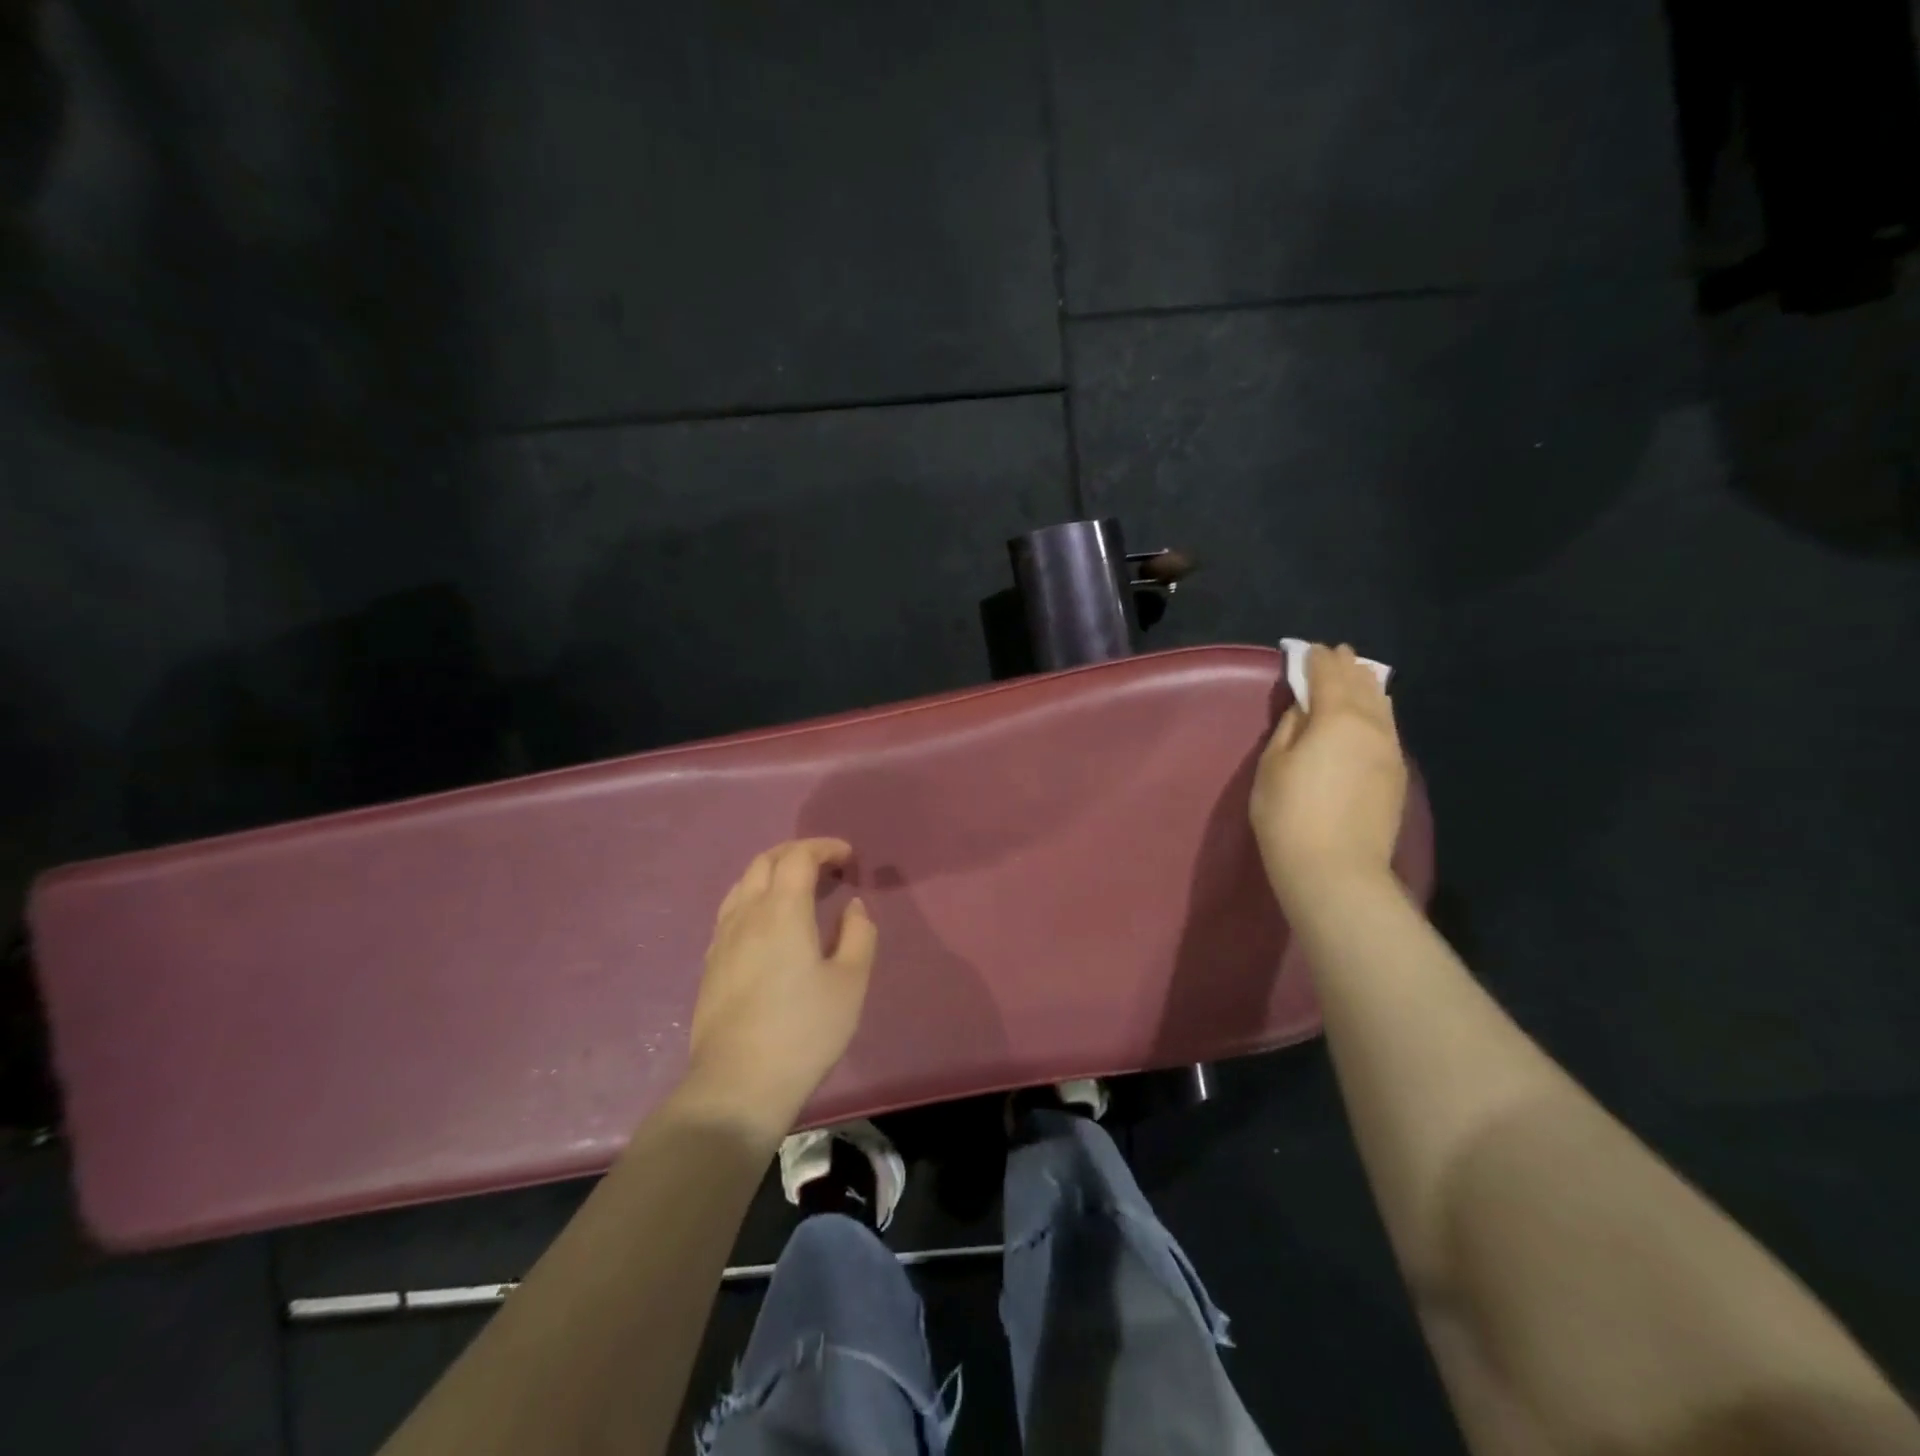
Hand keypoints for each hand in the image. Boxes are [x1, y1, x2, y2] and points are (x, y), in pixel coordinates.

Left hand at [683, 838, 876, 1138]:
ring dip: (773, 871)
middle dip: (798, 852)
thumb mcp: (851, 983)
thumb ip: (858, 935)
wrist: (738, 1084)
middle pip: (766, 861)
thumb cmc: (804, 1031)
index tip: (848, 858)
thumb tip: (852, 906)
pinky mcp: (711, 963)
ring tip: (798, 888)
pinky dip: (755, 896)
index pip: (798, 857)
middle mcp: (747, 913)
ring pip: (744, 883)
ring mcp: (722, 938)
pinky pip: (732, 909)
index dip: (825, 848)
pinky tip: (767, 923)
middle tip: (826, 865)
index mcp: (782, 910)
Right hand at [1250, 643, 1407, 910]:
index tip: (1307, 648)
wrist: (1336, 870)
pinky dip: (1376, 711)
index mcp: (1337, 717)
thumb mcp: (1273, 765)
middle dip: (1346, 666)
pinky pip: (1388, 727)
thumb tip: (1305, 708)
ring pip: (1382, 705)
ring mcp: (1390, 750)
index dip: (1316, 658)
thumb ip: (1290, 727)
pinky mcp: (1397, 774)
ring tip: (1356, 676)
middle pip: (1361, 684)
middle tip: (1335, 653)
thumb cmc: (1289, 814)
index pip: (1328, 674)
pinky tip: (1370, 715)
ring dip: (1366, 686)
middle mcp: (1372, 725)